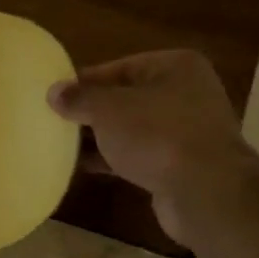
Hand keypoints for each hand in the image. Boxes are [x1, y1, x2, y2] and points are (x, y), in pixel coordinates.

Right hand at [47, 50, 247, 244]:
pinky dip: (114, 159)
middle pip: (126, 98)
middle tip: (55, 120)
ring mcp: (186, 131)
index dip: (85, 81)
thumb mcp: (109, 109)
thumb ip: (79, 98)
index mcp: (175, 66)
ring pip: (132, 129)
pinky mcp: (179, 164)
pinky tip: (83, 166)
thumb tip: (54, 92)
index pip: (120, 67)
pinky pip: (139, 155)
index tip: (55, 95)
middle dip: (92, 111)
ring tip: (62, 144)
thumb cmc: (157, 134)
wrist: (204, 190)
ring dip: (101, 137)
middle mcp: (185, 93)